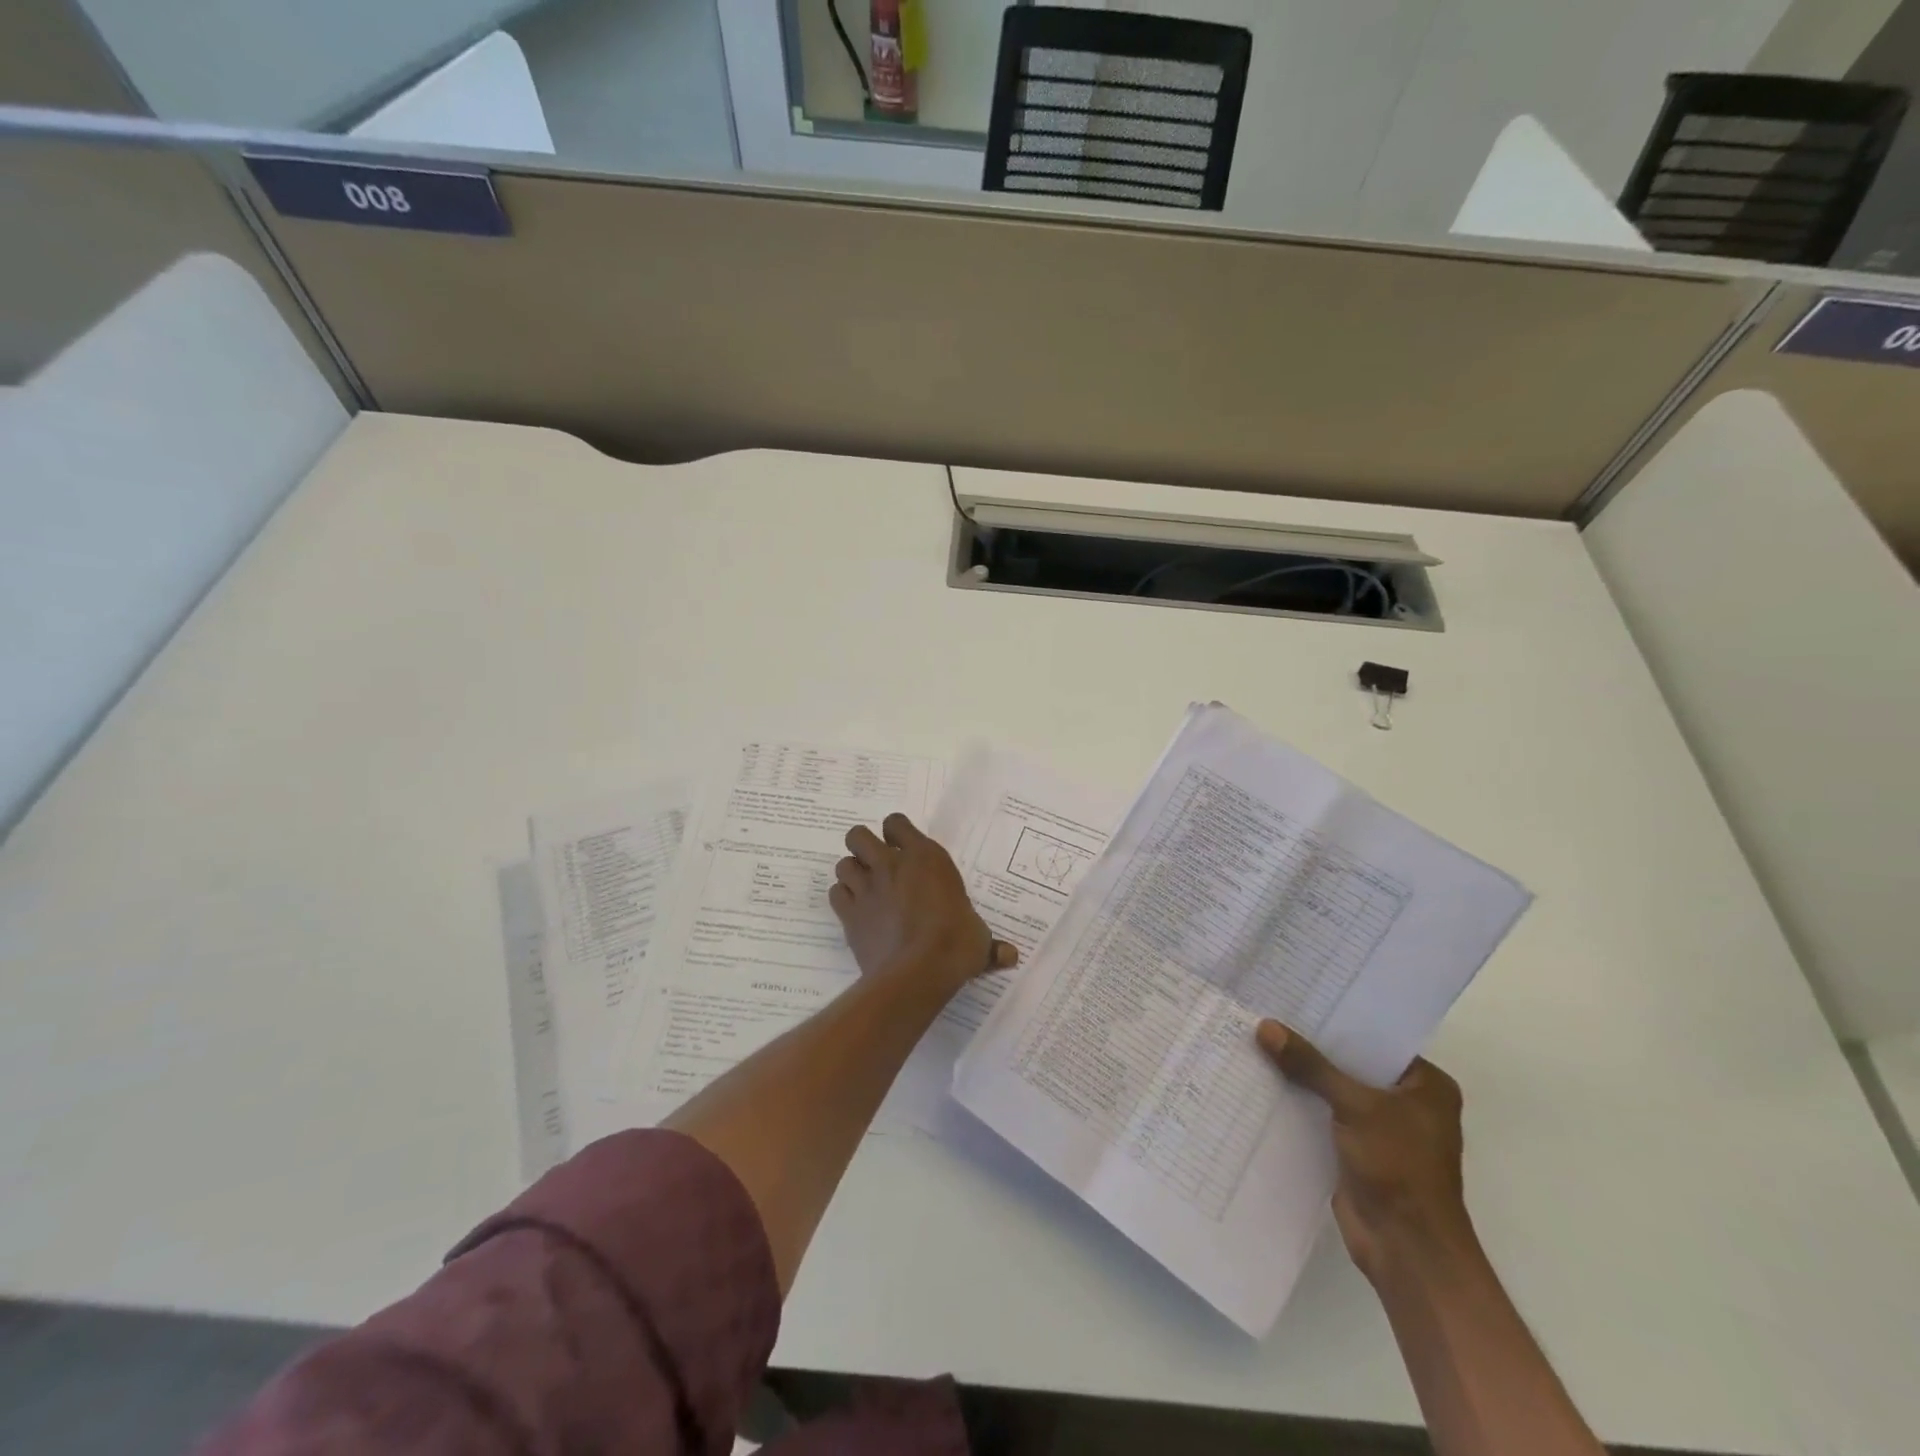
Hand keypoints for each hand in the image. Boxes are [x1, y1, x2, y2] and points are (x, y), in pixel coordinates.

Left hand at [831, 813, 1016, 997]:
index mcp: (925, 858)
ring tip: (865, 888)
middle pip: (858, 836)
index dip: (896, 833)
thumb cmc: (955, 945)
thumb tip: (1010, 956)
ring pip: (842, 864)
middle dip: (863, 847)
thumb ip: (989, 943)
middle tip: (877, 865)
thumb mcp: (979, 939)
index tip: (903, 847)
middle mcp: (890, 865)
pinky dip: (843, 899)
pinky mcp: (849, 915)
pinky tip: (856, 911)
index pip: (896, 824)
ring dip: (852, 873)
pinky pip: (836, 894)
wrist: (917, 973)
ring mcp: (866, 888)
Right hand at [1257, 1020, 1474, 1284]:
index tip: (1297, 994)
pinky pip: (1323, 1115)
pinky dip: (1299, 1103)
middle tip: (1268, 1010)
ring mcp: (1381, 1129)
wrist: (1407, 1249)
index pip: (1376, 1039)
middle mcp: (1407, 1103)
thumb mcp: (1355, 1105)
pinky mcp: (1356, 1151)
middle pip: (1351, 1063)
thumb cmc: (1399, 1166)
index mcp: (1426, 1085)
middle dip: (1313, 1045)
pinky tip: (1263, 1081)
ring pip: (1334, 1089)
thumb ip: (1310, 1065)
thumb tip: (1265, 1027)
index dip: (1338, 1018)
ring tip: (1257, 1038)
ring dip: (1302, 1075)